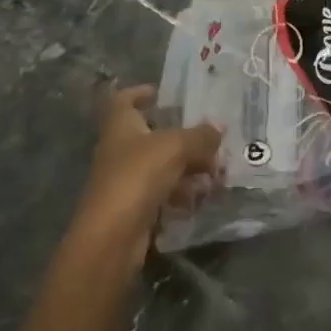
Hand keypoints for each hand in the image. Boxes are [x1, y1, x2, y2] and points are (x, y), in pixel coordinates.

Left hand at [77, 85, 221, 254]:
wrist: (111, 238)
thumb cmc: (138, 176)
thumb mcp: (176, 147)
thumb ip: (200, 136)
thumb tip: (219, 127)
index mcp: (120, 125)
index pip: (123, 100)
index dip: (139, 92)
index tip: (159, 92)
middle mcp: (120, 150)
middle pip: (149, 134)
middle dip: (180, 135)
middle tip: (209, 135)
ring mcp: (125, 180)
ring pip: (161, 165)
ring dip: (187, 166)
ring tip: (216, 170)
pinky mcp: (134, 208)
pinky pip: (162, 192)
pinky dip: (182, 193)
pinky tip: (203, 196)